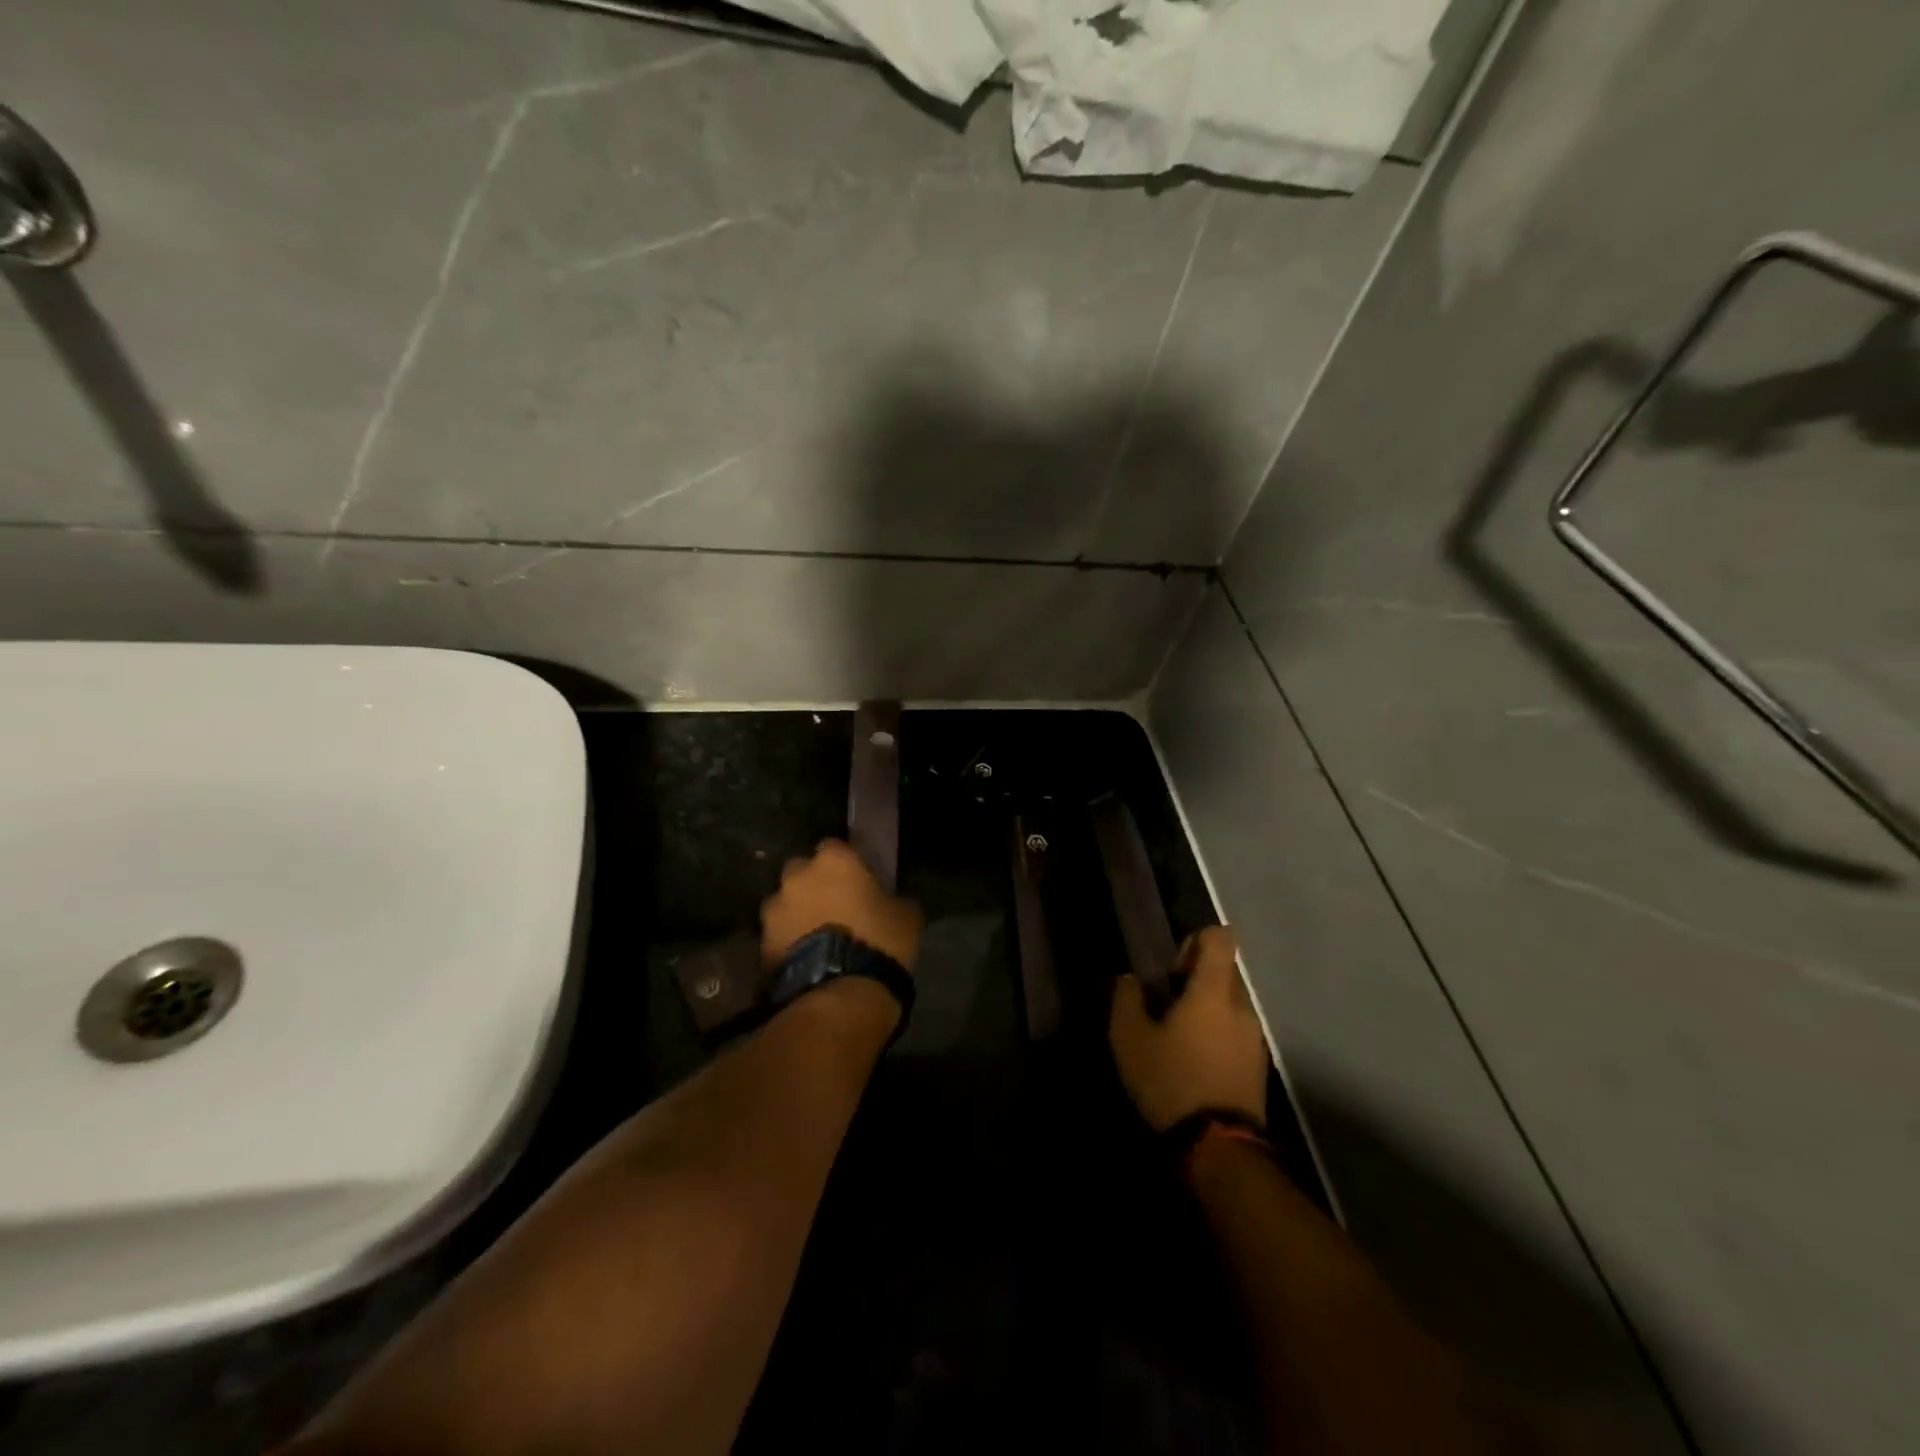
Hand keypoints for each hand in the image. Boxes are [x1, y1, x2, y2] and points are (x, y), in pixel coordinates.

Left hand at [760, 839, 922, 971]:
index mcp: (833, 860)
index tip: (857, 881)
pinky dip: (788, 941)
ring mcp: (774, 908)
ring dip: (797, 913)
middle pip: (803, 872)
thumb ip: (893, 899)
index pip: (836, 847)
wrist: (840, 993)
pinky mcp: (761, 942)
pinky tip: (805, 959)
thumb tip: (891, 902)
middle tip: (834, 907)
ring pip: (786, 903)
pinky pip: (777, 934)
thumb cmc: (879, 943)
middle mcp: (797, 876)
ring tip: (816, 938)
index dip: (846, 865)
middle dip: (814, 885)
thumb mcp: (906, 916)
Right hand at [1109, 926, 1267, 1132]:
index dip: (1195, 941)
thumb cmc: (1171, 1080)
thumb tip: (1130, 979)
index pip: (1220, 938)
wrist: (1217, 1148)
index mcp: (1213, 991)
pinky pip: (1236, 1032)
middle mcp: (1241, 1007)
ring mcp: (1254, 1038)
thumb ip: (1127, 999)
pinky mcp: (1258, 1066)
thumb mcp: (1130, 1039)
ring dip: (1207, 1010)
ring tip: (1178, 1039)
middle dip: (1196, 980)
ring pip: (1230, 1004)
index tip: (1172, 970)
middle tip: (1166, 1006)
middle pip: (1224, 972)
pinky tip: (1194, 1063)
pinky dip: (1217, 1035)